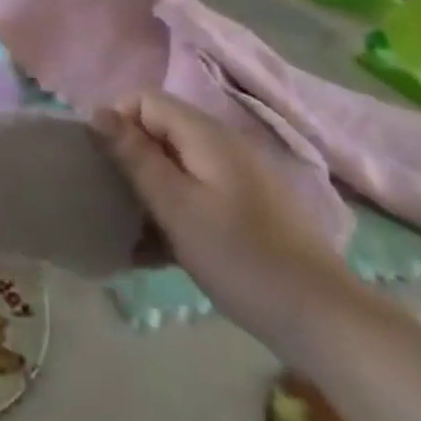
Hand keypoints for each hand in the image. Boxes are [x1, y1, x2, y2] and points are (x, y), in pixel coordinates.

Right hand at [93, 93, 359, 351]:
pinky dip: (171, 212)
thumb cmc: (240, 256)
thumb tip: (97, 112)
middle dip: (128, 159)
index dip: (117, 123)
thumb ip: (134, 155)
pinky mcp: (244, 210)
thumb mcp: (175, 205)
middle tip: (110, 198)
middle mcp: (221, 146)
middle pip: (158, 132)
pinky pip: (193, 194)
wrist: (323, 320)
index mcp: (206, 134)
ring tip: (128, 229)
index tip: (102, 164)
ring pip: (173, 166)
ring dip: (147, 191)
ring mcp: (236, 179)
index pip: (145, 100)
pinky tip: (156, 251)